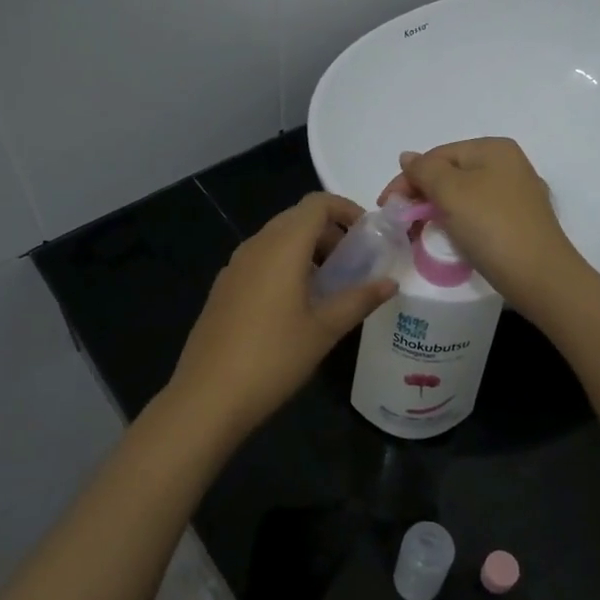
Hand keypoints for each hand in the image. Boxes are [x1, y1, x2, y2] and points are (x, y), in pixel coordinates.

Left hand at [169, 192, 396, 438]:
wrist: (208, 396)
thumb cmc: (274, 357)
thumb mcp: (325, 330)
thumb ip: (359, 300)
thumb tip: (391, 283)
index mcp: (282, 247)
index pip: (317, 204)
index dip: (346, 210)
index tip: (367, 235)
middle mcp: (255, 246)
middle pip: (296, 218)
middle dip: (329, 232)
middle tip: (353, 264)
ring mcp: (234, 267)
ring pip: (276, 240)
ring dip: (306, 250)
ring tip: (329, 286)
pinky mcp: (223, 288)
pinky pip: (259, 261)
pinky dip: (284, 266)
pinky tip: (294, 305)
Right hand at [379, 137, 593, 313]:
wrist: (539, 277)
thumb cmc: (492, 226)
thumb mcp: (451, 192)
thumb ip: (424, 171)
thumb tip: (408, 157)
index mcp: (493, 149)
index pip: (437, 155)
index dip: (407, 179)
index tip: (386, 207)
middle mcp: (509, 165)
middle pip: (450, 174)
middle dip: (421, 196)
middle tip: (401, 224)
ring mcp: (517, 195)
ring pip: (463, 197)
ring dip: (437, 212)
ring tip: (419, 235)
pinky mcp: (519, 223)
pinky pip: (478, 216)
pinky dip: (458, 224)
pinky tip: (449, 240)